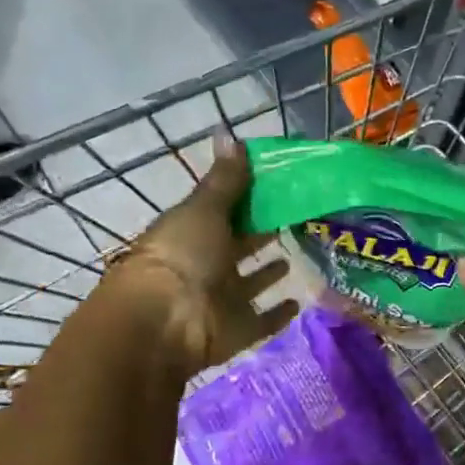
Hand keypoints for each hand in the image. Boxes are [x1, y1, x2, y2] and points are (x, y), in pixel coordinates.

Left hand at [106, 135, 296, 375]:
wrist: (166, 323)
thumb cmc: (183, 256)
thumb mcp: (204, 209)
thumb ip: (225, 180)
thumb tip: (230, 134)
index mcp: (192, 232)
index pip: (221, 211)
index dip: (245, 199)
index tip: (277, 185)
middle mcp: (205, 265)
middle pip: (237, 246)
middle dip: (259, 233)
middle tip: (296, 216)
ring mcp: (222, 300)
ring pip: (249, 283)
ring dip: (267, 272)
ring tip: (294, 255)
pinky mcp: (239, 330)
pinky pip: (262, 320)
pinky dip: (277, 314)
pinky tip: (298, 301)